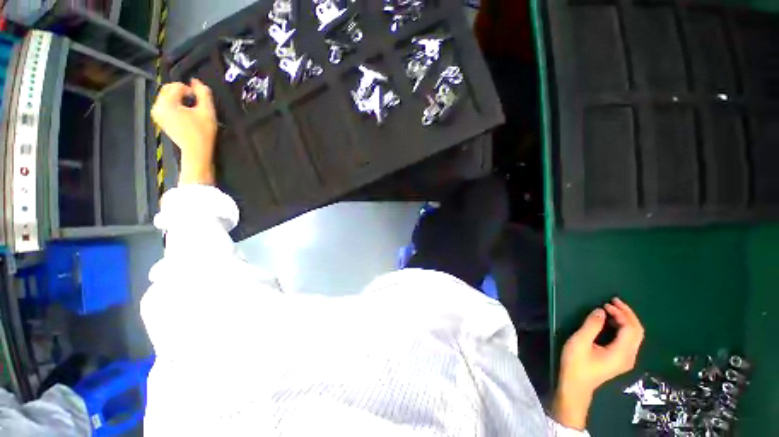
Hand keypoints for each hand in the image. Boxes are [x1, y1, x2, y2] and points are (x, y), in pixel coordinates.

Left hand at [151, 79, 217, 184]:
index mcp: (167, 103)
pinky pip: (165, 105)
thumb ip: (203, 93)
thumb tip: (196, 81)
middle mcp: (158, 107)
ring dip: (179, 98)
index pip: (176, 86)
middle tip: (196, 102)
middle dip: (182, 92)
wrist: (196, 152)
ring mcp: (157, 114)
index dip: (189, 89)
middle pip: (168, 90)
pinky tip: (185, 113)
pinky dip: (175, 105)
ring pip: (167, 97)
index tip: (199, 99)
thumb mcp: (208, 111)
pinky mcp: (160, 120)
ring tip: (191, 108)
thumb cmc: (203, 133)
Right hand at [552, 298, 644, 429]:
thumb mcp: (580, 342)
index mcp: (621, 353)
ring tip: (612, 308)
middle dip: (627, 314)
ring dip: (626, 320)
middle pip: (637, 331)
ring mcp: (627, 359)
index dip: (621, 313)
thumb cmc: (576, 364)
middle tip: (613, 301)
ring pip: (635, 335)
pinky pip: (629, 339)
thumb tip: (601, 311)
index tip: (605, 304)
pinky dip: (623, 327)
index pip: (630, 329)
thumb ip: (591, 325)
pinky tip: (612, 322)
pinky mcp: (622, 359)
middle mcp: (629, 356)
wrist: (576, 385)